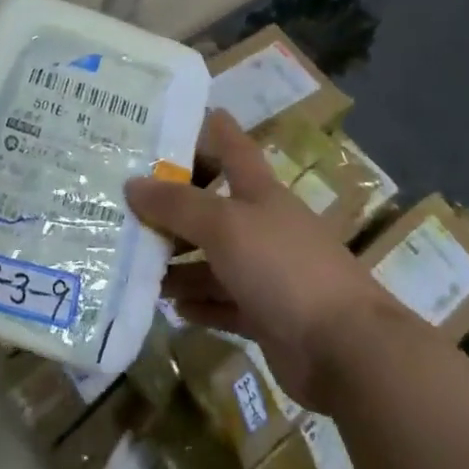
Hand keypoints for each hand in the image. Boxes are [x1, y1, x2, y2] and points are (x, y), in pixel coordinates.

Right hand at [125, 109, 395, 410]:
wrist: (346, 349)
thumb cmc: (283, 267)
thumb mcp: (224, 225)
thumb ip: (177, 205)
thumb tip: (132, 184)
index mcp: (259, 191)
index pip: (230, 145)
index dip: (204, 128)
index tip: (167, 119)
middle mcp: (261, 226)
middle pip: (211, 206)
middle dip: (172, 204)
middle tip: (122, 201)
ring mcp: (266, 272)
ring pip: (212, 259)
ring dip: (178, 262)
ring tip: (134, 263)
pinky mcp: (266, 316)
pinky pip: (222, 303)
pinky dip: (198, 303)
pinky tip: (169, 306)